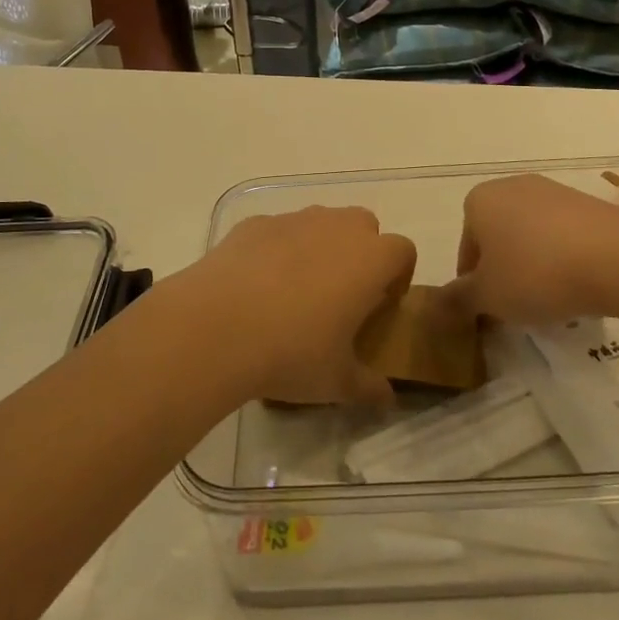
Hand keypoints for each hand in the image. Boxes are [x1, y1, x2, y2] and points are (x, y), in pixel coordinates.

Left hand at [173, 206, 415, 405]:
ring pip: (320, 223)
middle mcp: (337, 228)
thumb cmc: (292, 352)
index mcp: (370, 259)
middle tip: (342, 295)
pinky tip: (256, 286)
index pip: (403, 251)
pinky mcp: (254, 224)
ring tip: (296, 291)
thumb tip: (387, 399)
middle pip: (364, 225)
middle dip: (361, 253)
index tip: (381, 306)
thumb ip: (369, 387)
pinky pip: (277, 231)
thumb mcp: (337, 382)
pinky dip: (277, 250)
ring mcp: (293, 220)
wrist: (215, 327)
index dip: (398, 276)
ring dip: (320, 247)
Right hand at [439, 174, 618, 325]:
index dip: (473, 283)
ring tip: (550, 299)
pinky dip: (564, 258)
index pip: (466, 248)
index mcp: (479, 200)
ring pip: (532, 235)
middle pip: (498, 237)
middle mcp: (512, 186)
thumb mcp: (488, 297)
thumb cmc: (535, 273)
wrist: (616, 257)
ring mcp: (554, 191)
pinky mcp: (589, 203)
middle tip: (516, 305)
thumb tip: (438, 305)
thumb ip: (458, 300)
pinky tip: (577, 284)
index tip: (488, 309)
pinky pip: (564, 235)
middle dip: (504, 270)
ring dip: (534, 264)